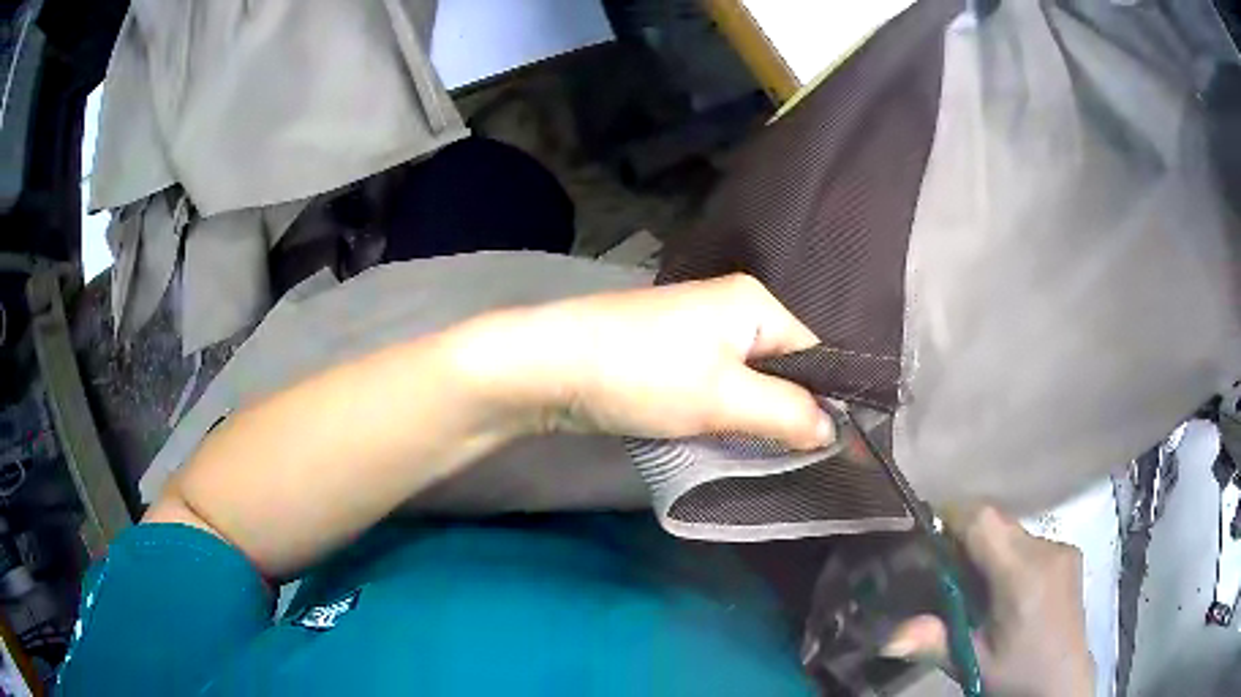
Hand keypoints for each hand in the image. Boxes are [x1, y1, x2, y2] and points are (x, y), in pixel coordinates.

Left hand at [463, 274, 833, 449]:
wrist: (552, 366)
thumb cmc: (644, 375)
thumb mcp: (724, 399)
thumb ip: (786, 413)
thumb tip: (833, 430)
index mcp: (755, 303)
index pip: (814, 354)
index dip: (828, 402)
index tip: (837, 451)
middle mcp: (733, 308)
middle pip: (784, 367)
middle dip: (790, 412)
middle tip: (799, 459)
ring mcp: (700, 330)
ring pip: (750, 380)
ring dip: (757, 416)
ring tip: (768, 455)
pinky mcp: (674, 354)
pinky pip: (720, 385)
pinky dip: (728, 412)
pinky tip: (730, 437)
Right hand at [883, 506, 1094, 696]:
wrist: (1062, 683)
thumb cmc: (1016, 674)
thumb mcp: (972, 663)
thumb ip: (934, 641)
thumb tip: (886, 639)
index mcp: (1022, 575)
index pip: (984, 520)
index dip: (954, 518)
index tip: (929, 537)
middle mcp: (1047, 550)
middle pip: (998, 521)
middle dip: (968, 538)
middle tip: (948, 573)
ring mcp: (1062, 548)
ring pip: (1014, 531)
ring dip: (991, 548)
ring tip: (979, 589)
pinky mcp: (1070, 553)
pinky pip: (1030, 541)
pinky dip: (1011, 555)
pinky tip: (1009, 590)